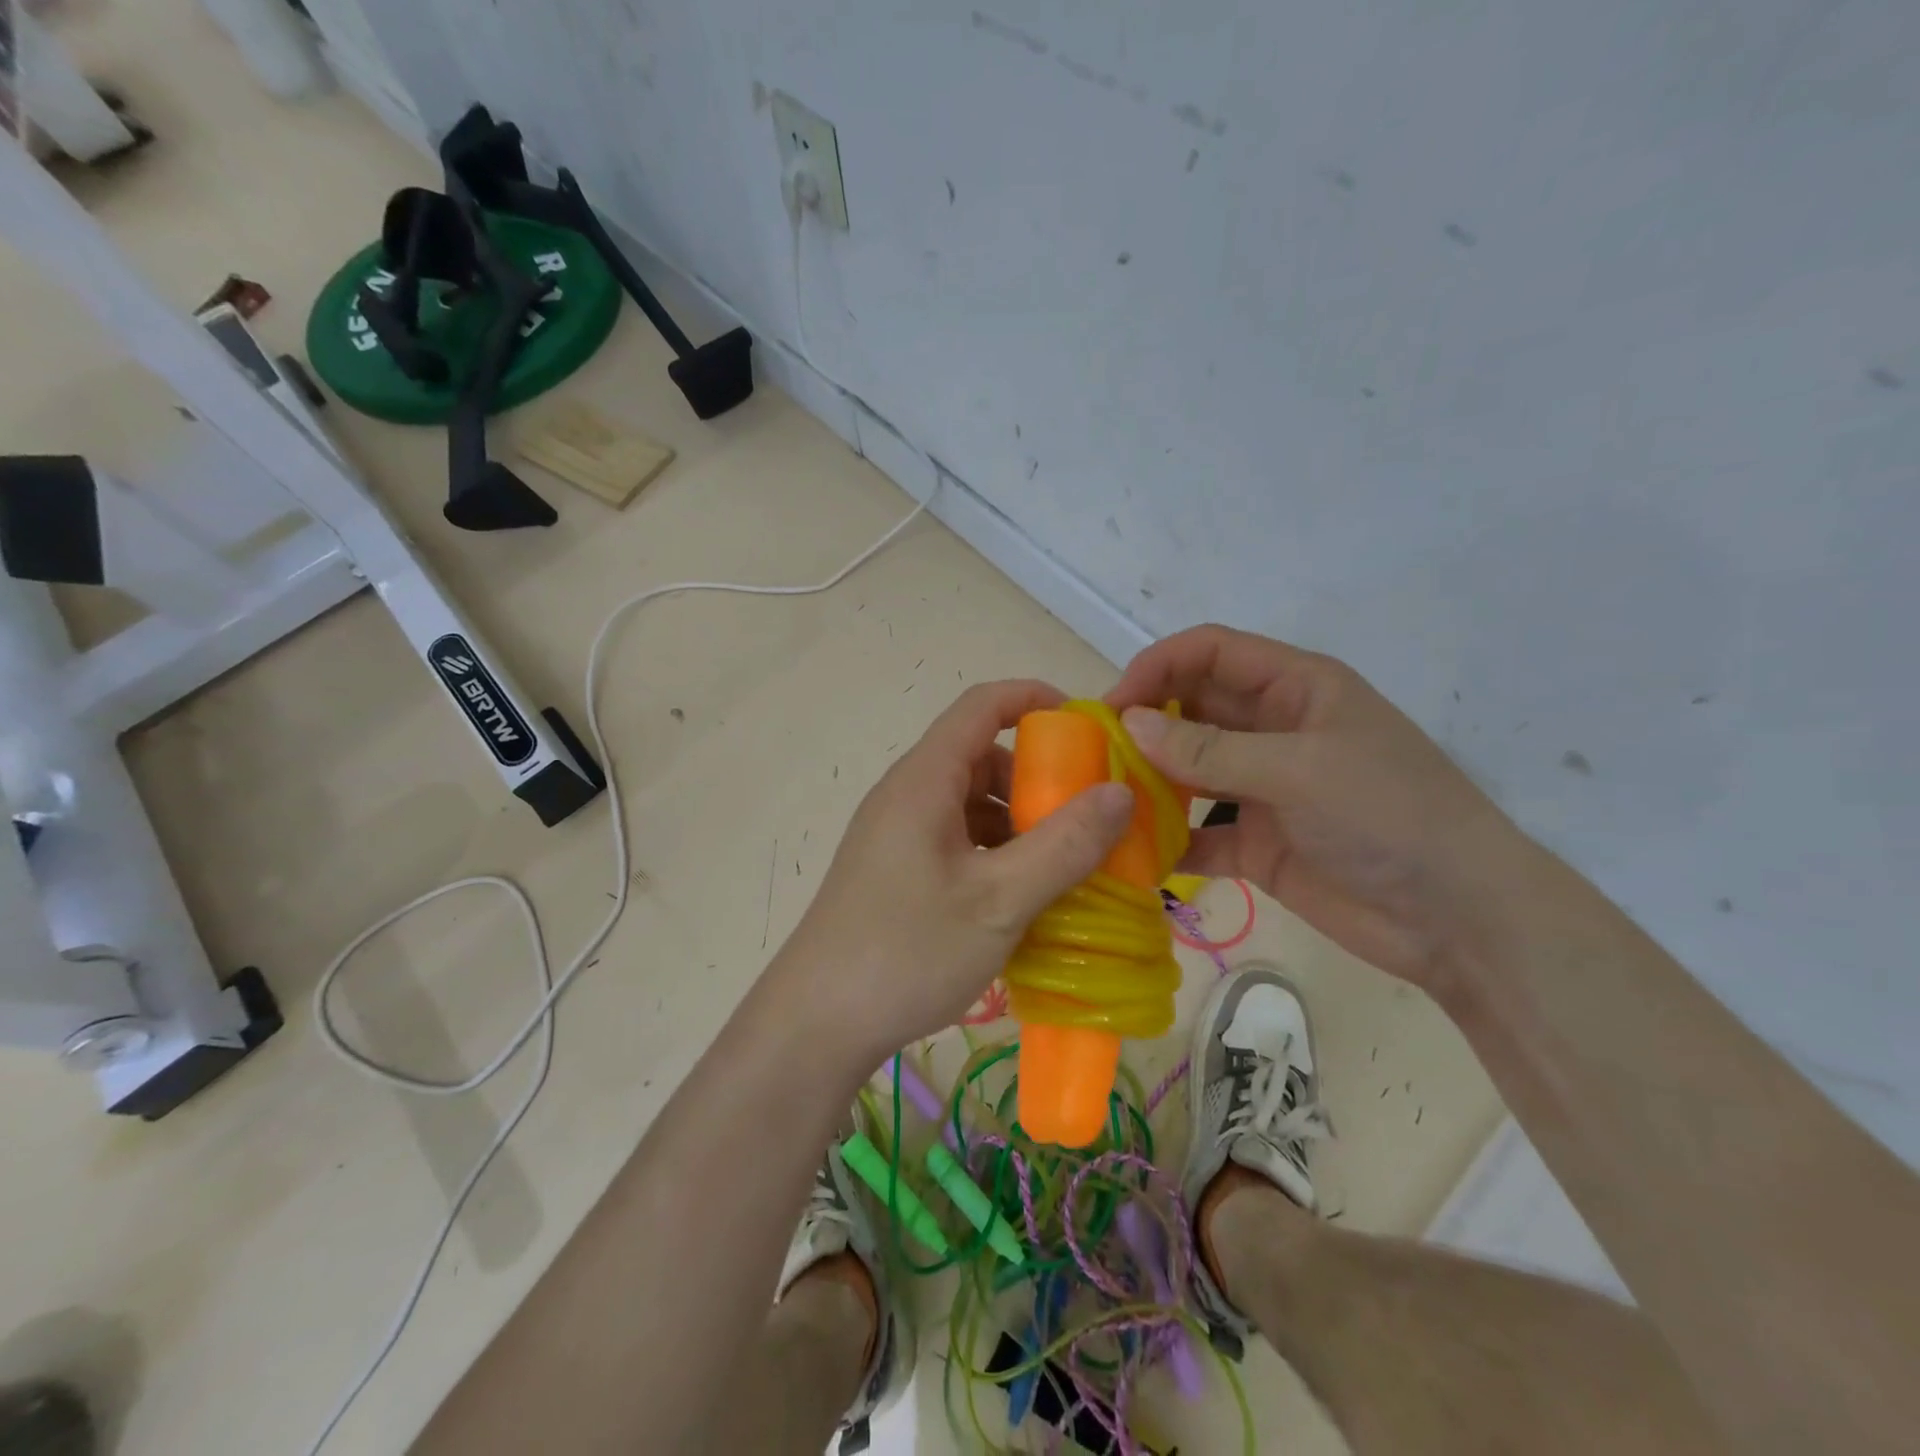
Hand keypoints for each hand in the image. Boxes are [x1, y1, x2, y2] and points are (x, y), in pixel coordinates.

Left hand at [769, 681, 1134, 1067]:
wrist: (816, 1023)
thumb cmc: (908, 951)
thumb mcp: (999, 900)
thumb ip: (1064, 845)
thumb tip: (1120, 792)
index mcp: (924, 780)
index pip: (981, 705)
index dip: (1034, 700)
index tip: (1088, 727)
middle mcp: (907, 795)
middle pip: (980, 757)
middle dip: (1037, 778)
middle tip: (1087, 816)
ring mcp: (897, 835)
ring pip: (970, 804)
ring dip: (1019, 823)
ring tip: (1064, 865)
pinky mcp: (895, 870)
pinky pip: (956, 840)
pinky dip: (995, 852)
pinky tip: (1020, 896)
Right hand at [1108, 626, 1535, 989]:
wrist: (1459, 918)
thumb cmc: (1389, 816)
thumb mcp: (1298, 769)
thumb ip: (1209, 749)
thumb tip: (1130, 723)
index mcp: (1295, 689)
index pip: (1211, 653)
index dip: (1158, 667)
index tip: (1112, 704)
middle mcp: (1272, 731)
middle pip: (1192, 709)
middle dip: (1144, 725)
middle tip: (1094, 755)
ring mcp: (1262, 789)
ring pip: (1188, 772)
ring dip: (1149, 782)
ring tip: (1103, 801)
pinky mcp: (1257, 843)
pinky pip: (1199, 833)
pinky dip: (1168, 842)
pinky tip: (1133, 854)